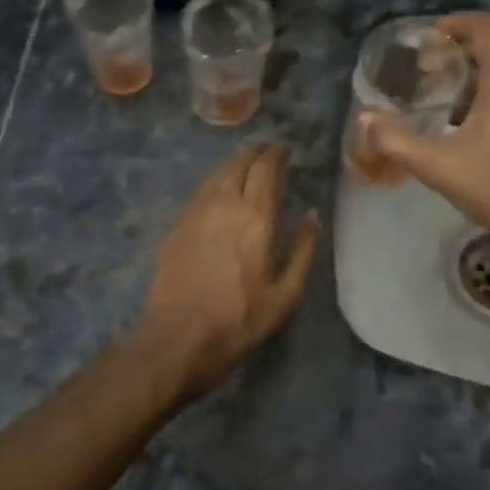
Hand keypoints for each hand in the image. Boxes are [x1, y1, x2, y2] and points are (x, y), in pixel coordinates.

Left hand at [137, 144, 320, 402]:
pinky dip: (216, 181)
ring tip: (247, 166)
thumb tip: (313, 215)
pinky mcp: (177, 225)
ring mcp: (195, 212)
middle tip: (269, 154)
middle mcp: (224, 203)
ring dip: (234, 163)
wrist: (177, 338)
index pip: (266, 168)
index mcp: (255, 216)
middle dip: (256, 152)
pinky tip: (221, 192)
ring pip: (216, 172)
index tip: (286, 151)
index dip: (277, 154)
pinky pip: (201, 190)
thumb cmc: (240, 320)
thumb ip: (304, 250)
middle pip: (239, 162)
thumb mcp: (286, 294)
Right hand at [360, 12, 489, 262]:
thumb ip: (396, 140)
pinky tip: (466, 126)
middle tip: (422, 76)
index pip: (485, 26)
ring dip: (472, 77)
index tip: (425, 41)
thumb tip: (363, 120)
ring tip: (438, 101)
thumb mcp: (439, 166)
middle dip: (456, 55)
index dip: (454, 25)